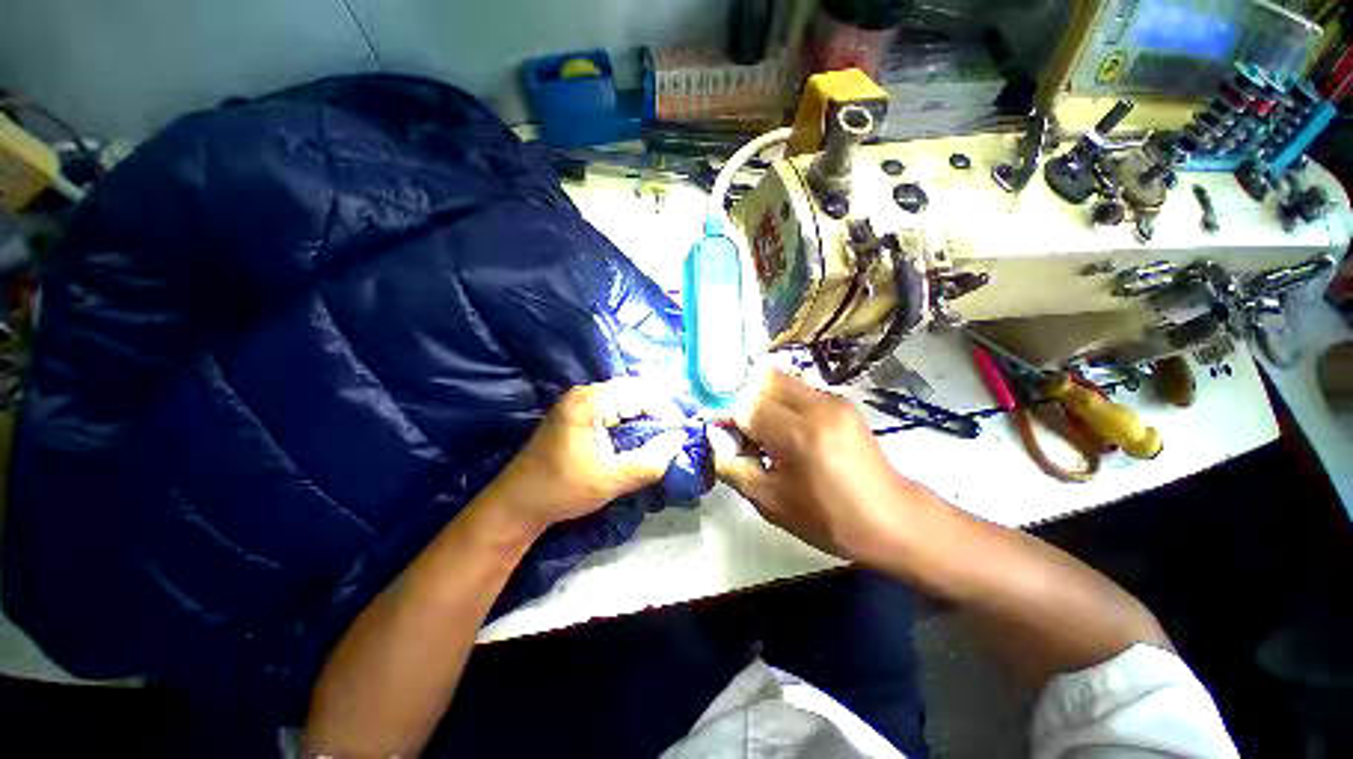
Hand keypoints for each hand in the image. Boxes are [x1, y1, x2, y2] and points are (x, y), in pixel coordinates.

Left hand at [483, 377, 686, 536]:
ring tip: (662, 430)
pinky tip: (637, 430)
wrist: (517, 502)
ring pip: (623, 395)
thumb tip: (678, 439)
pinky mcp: (575, 411)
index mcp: (591, 402)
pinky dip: (630, 414)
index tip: (682, 431)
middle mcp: (584, 392)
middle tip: (675, 430)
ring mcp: (577, 400)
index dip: (666, 410)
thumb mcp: (612, 480)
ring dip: (644, 409)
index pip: (641, 393)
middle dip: (657, 407)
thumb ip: (651, 460)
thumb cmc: (563, 489)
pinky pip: (611, 403)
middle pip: (633, 388)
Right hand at [713, 370, 937, 564]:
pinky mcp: (842, 402)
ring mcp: (833, 399)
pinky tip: (790, 432)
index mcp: (798, 434)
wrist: (893, 520)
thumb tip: (713, 441)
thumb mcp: (770, 503)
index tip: (724, 436)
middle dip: (746, 402)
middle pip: (763, 380)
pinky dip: (784, 403)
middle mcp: (816, 405)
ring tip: (768, 434)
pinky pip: (799, 389)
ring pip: (781, 380)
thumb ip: (733, 467)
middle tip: (746, 433)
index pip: (746, 406)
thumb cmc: (829, 519)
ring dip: (765, 400)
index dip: (728, 418)